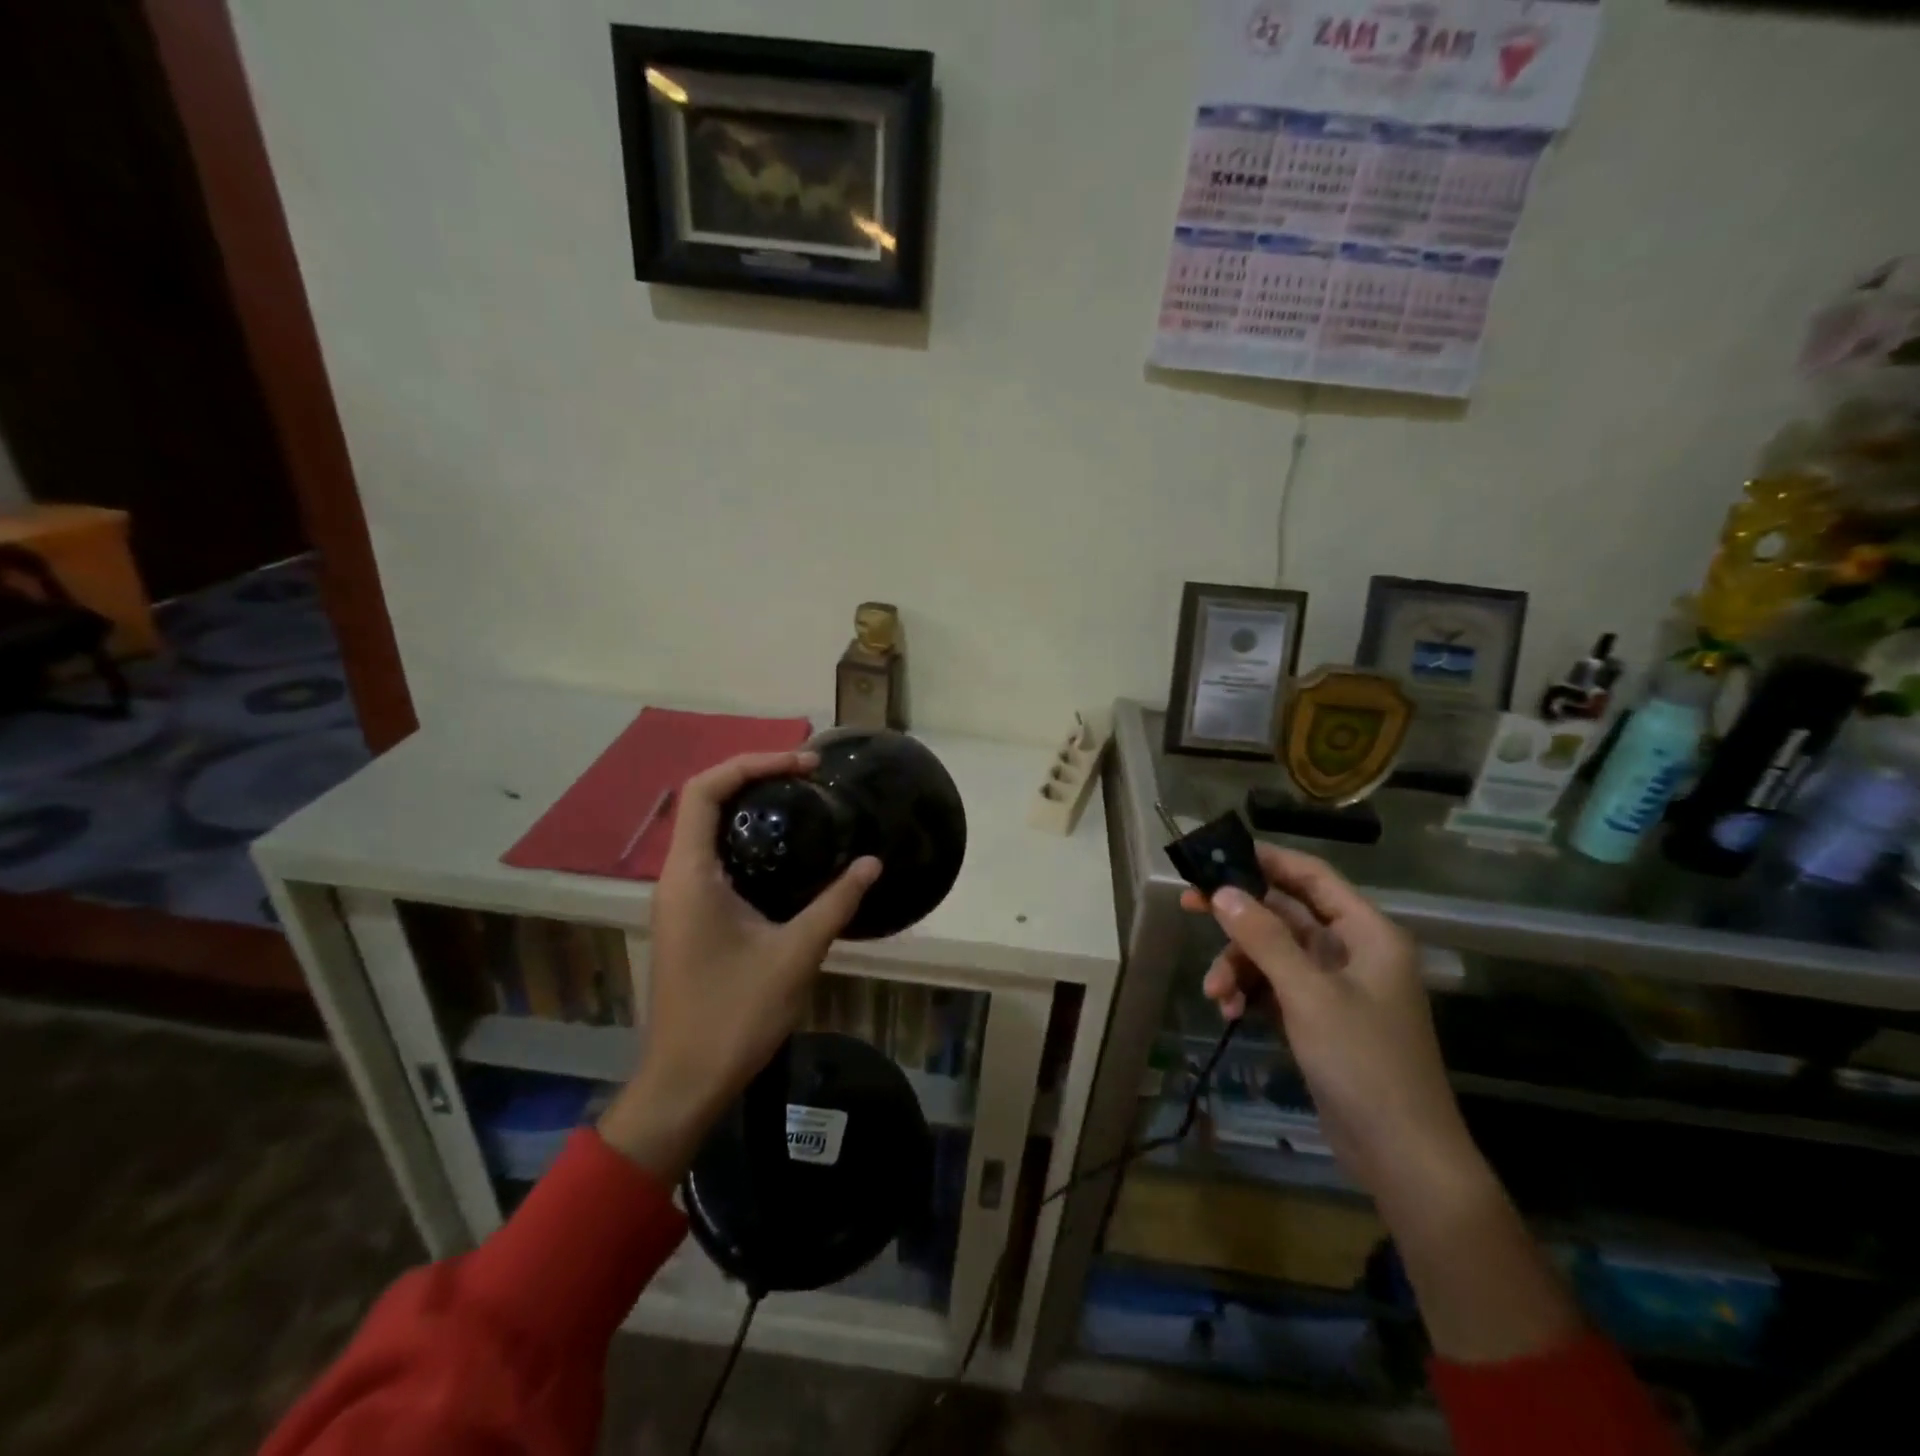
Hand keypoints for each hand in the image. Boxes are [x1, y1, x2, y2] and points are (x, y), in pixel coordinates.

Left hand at [598, 750, 880, 1181]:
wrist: (685, 1081)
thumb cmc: (734, 1016)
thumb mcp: (795, 955)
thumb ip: (835, 903)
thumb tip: (872, 862)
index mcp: (690, 876)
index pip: (705, 790)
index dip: (752, 763)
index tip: (803, 765)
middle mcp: (676, 878)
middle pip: (704, 801)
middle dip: (754, 776)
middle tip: (809, 775)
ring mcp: (679, 898)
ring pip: (707, 829)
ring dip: (749, 806)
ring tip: (803, 800)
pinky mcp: (689, 917)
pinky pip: (714, 857)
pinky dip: (746, 838)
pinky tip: (786, 852)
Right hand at [1180, 844, 1475, 1213]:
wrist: (1402, 1157)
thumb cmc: (1363, 1062)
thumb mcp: (1308, 994)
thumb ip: (1264, 937)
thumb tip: (1223, 891)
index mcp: (1366, 933)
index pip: (1312, 876)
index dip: (1266, 860)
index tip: (1218, 853)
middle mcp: (1352, 951)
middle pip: (1285, 913)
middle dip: (1238, 917)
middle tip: (1190, 904)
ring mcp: (1336, 986)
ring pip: (1273, 952)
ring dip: (1239, 966)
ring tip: (1215, 994)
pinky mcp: (1320, 1018)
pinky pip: (1275, 986)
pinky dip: (1250, 992)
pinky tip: (1229, 1012)